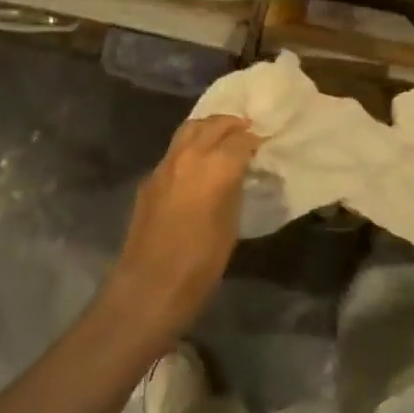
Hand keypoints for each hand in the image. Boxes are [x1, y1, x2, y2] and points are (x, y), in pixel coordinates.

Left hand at [103, 115, 260, 345]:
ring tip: (223, 138)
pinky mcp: (150, 178)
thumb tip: (238, 173)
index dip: (255, 139)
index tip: (264, 143)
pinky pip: (175, 149)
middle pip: (213, 124)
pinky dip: (191, 145)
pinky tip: (198, 163)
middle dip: (232, 124)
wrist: (149, 287)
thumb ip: (235, 188)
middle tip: (247, 132)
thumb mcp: (231, 225)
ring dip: (209, 128)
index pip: (241, 139)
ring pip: (190, 129)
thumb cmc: (200, 264)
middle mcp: (189, 155)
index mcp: (215, 167)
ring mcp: (165, 164)